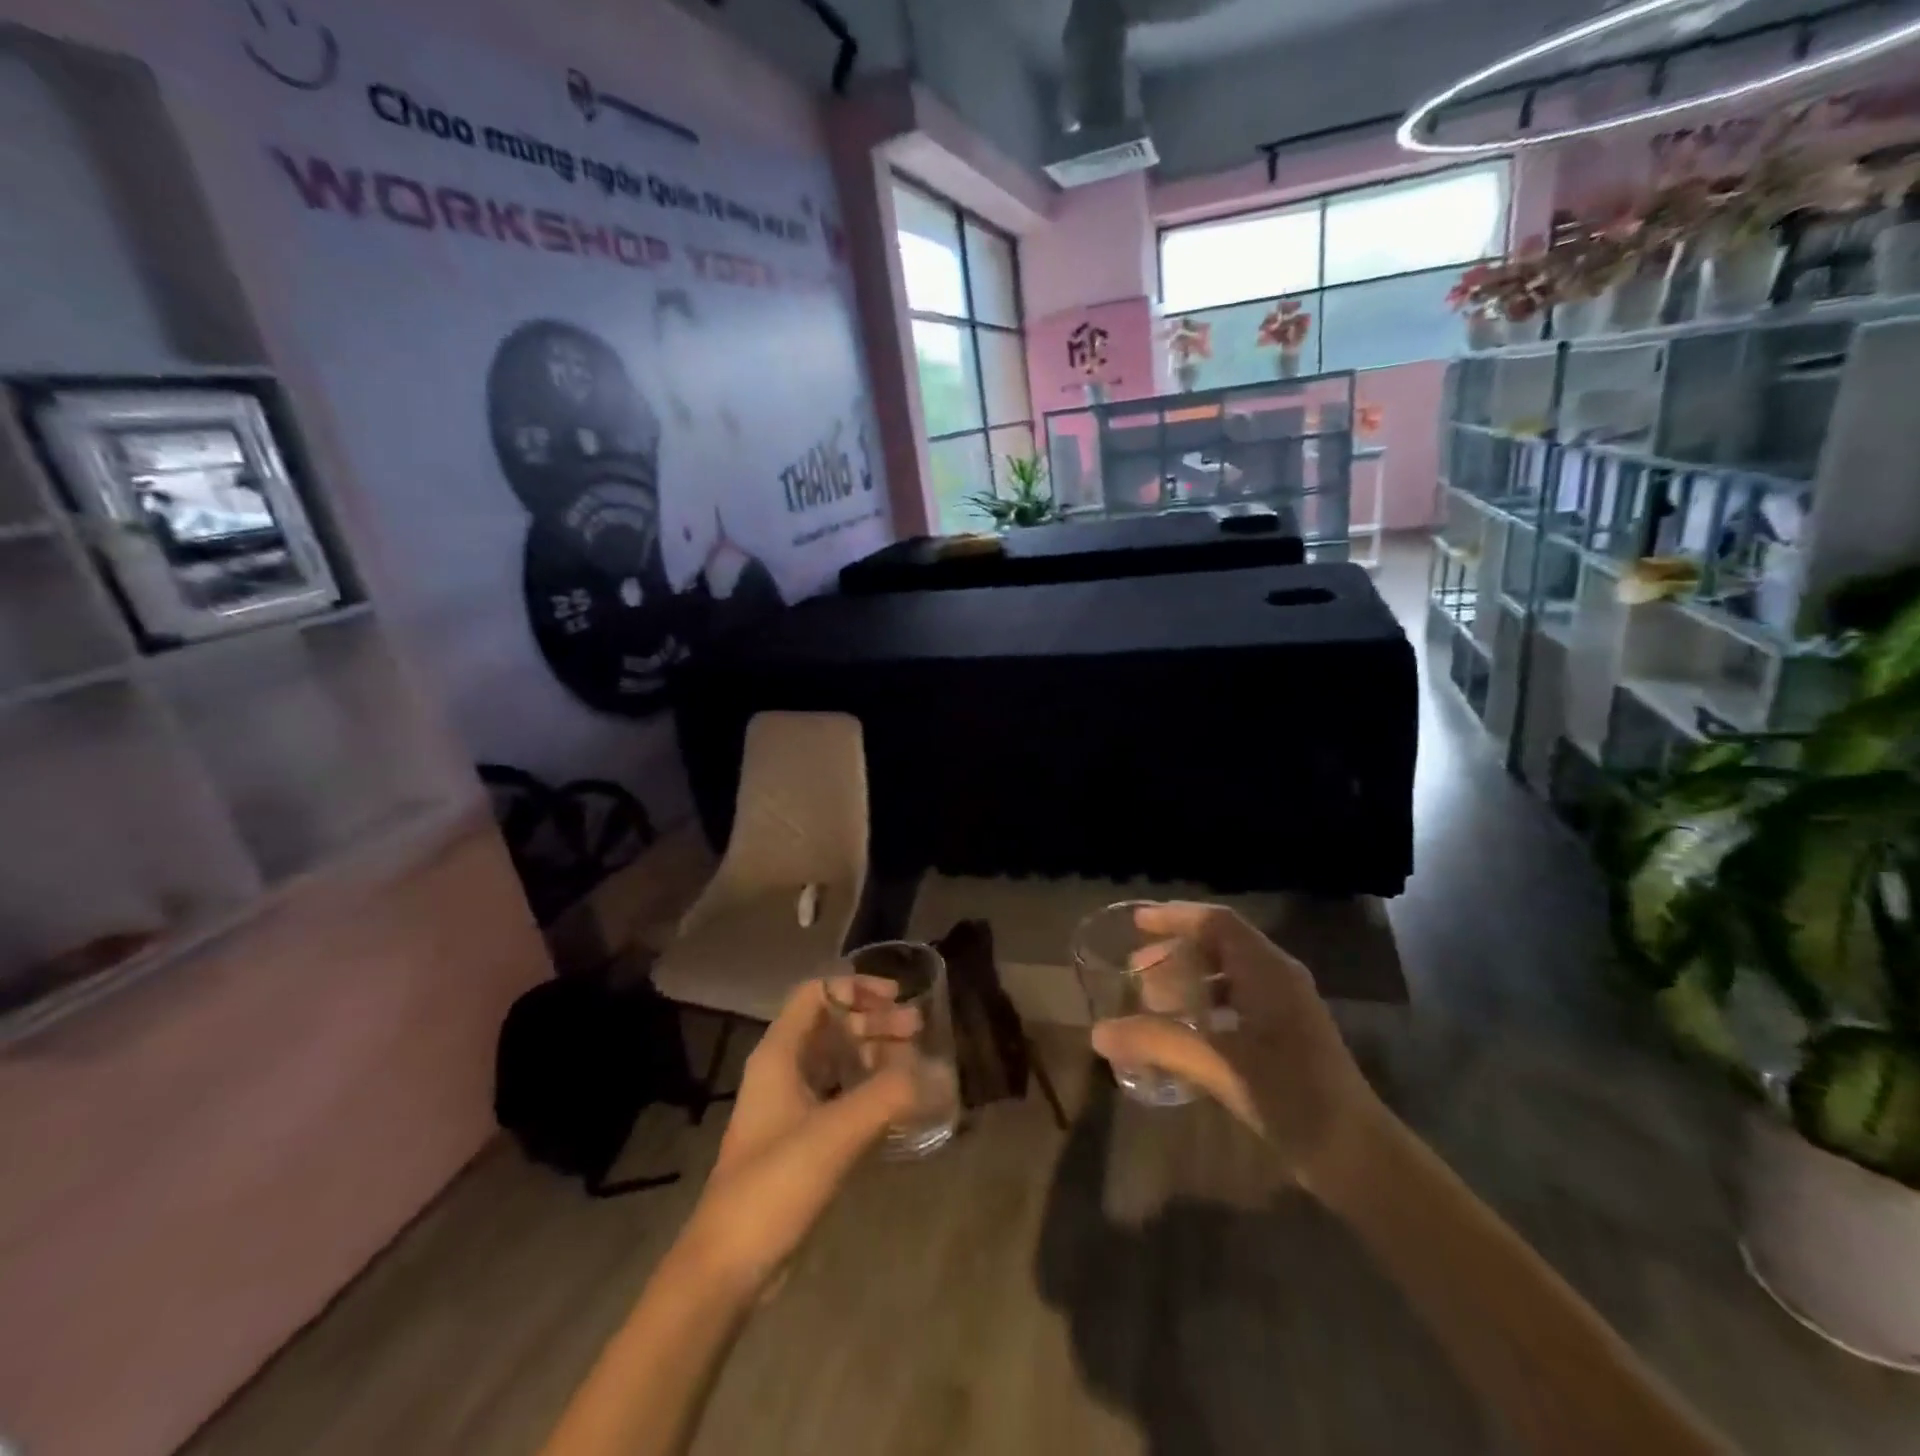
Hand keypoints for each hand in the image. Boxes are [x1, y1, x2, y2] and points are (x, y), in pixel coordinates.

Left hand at [678, 978, 917, 1298]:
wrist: (728, 1266)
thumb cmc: (775, 1184)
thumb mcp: (836, 1132)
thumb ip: (891, 1096)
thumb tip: (941, 1074)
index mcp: (779, 1054)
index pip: (817, 993)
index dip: (856, 987)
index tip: (897, 999)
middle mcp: (783, 1070)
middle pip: (832, 1024)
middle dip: (875, 1021)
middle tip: (918, 1031)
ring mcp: (791, 1107)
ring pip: (838, 1060)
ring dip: (875, 1054)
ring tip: (916, 1063)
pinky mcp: (801, 1140)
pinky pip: (840, 1095)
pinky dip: (869, 1089)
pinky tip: (900, 1103)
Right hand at [1091, 902, 1384, 1194]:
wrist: (1357, 1155)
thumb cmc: (1292, 1096)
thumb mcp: (1220, 1065)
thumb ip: (1159, 1043)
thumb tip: (1098, 1032)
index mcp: (1268, 971)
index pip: (1217, 922)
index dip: (1175, 916)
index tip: (1136, 922)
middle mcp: (1278, 979)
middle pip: (1221, 944)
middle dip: (1176, 951)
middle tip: (1136, 969)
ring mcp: (1285, 1008)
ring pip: (1229, 975)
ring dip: (1189, 980)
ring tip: (1153, 1000)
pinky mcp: (1286, 1037)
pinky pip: (1236, 1002)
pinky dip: (1205, 1006)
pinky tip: (1184, 1033)